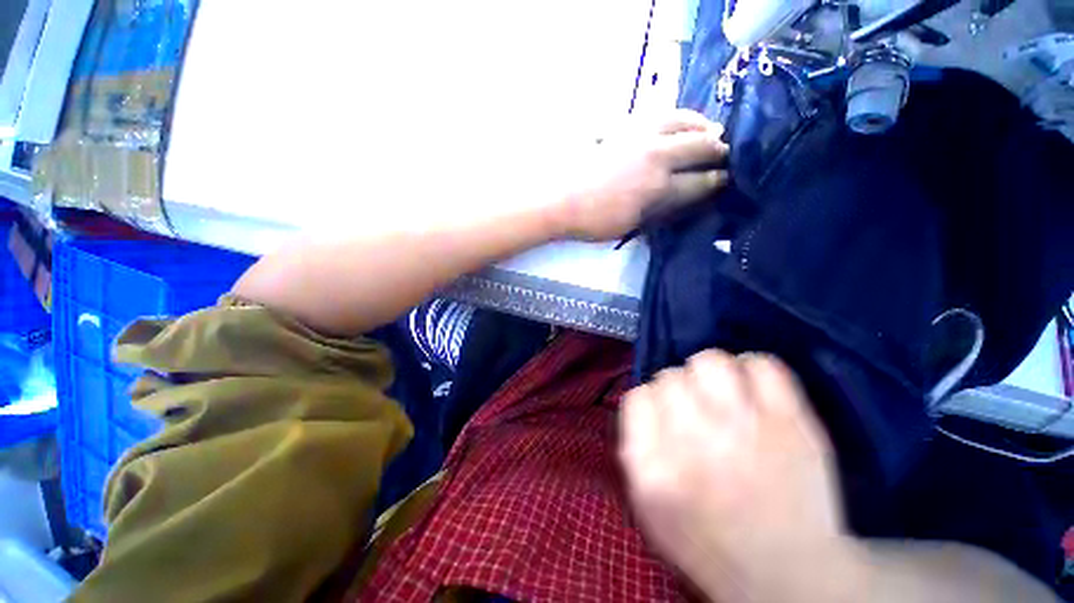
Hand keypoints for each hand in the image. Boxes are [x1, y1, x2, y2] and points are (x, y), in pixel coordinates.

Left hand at [554, 110, 728, 240]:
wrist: (557, 199)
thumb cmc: (591, 220)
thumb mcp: (628, 225)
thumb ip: (655, 210)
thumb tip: (674, 198)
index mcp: (657, 187)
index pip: (698, 183)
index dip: (716, 181)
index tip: (726, 179)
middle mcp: (656, 156)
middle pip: (698, 146)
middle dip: (717, 150)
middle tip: (726, 152)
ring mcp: (639, 136)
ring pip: (681, 121)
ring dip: (701, 124)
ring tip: (710, 128)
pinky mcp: (622, 126)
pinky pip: (656, 115)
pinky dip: (674, 118)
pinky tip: (676, 121)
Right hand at [620, 351, 860, 602]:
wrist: (790, 577)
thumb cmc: (709, 544)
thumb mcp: (649, 508)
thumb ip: (635, 450)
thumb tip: (643, 401)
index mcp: (654, 467)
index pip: (638, 396)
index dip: (651, 400)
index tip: (664, 412)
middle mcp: (695, 440)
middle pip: (669, 376)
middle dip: (678, 389)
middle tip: (695, 407)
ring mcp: (745, 428)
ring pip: (710, 361)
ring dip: (709, 371)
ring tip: (720, 391)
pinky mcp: (792, 423)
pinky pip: (763, 365)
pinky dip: (753, 367)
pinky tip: (752, 386)